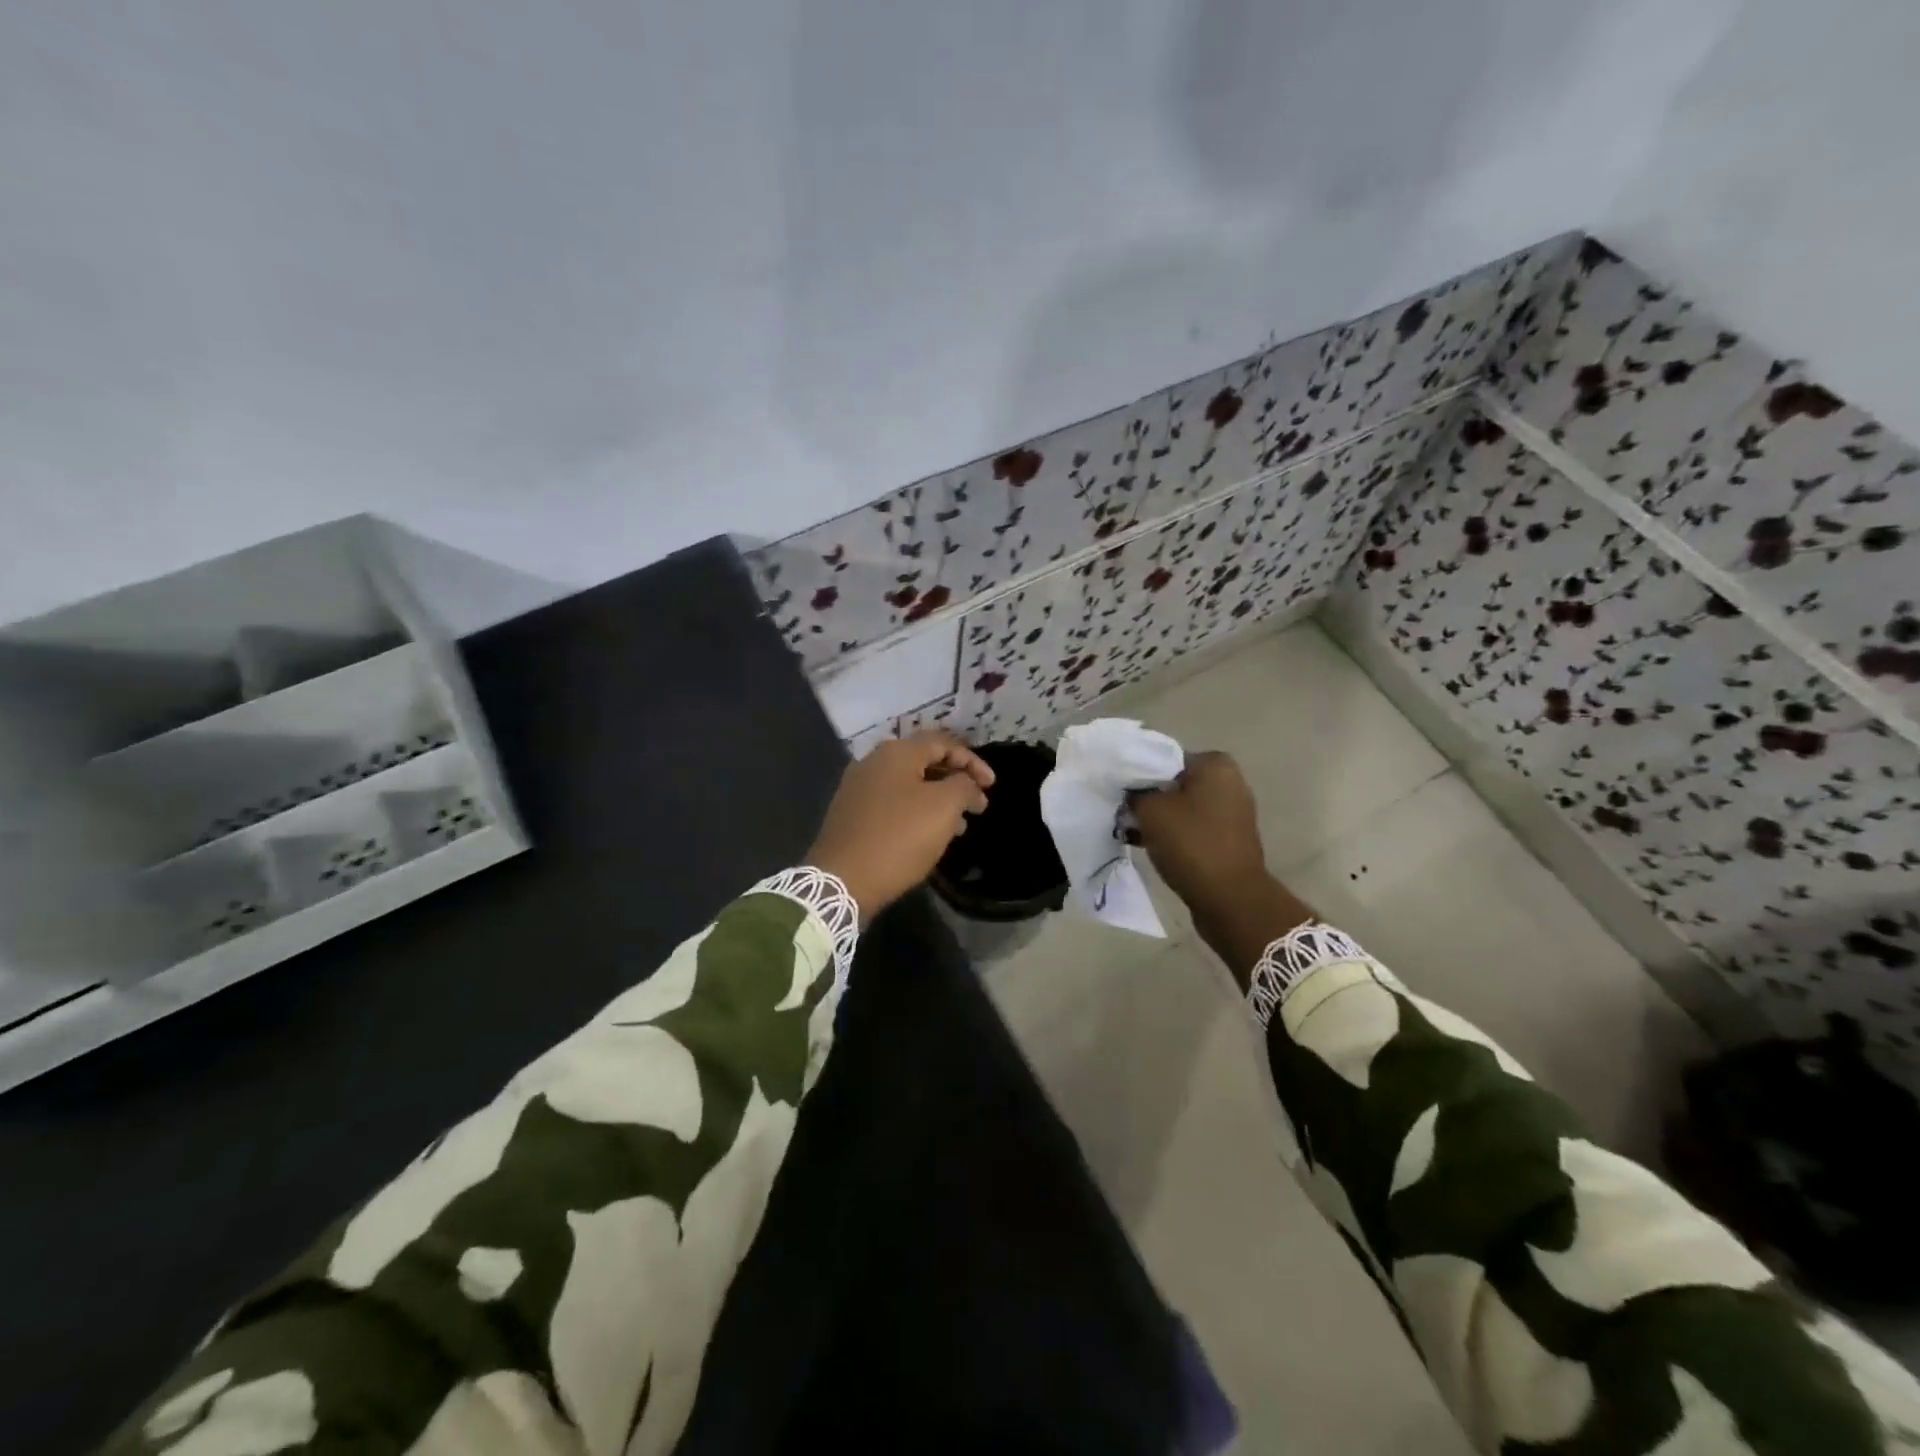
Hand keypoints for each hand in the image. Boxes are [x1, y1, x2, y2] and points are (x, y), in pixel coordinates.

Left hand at [806, 730, 995, 921]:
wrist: (842, 880)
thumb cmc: (899, 837)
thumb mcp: (944, 807)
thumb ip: (964, 786)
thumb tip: (968, 784)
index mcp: (896, 753)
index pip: (943, 743)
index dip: (972, 761)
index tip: (991, 786)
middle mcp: (873, 762)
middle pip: (924, 761)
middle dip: (956, 781)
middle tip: (977, 805)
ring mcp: (858, 788)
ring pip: (909, 785)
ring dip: (938, 799)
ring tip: (960, 826)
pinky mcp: (851, 814)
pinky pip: (892, 803)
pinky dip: (916, 812)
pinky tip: (928, 835)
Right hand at [1130, 751, 1266, 910]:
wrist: (1230, 899)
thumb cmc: (1191, 844)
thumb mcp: (1150, 811)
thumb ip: (1135, 792)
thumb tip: (1130, 791)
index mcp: (1216, 765)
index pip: (1165, 758)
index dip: (1137, 773)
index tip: (1117, 790)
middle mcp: (1230, 782)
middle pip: (1174, 783)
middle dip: (1147, 797)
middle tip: (1121, 811)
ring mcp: (1232, 812)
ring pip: (1181, 807)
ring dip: (1157, 818)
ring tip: (1129, 830)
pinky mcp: (1228, 839)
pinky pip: (1192, 828)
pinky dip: (1172, 834)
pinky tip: (1146, 844)